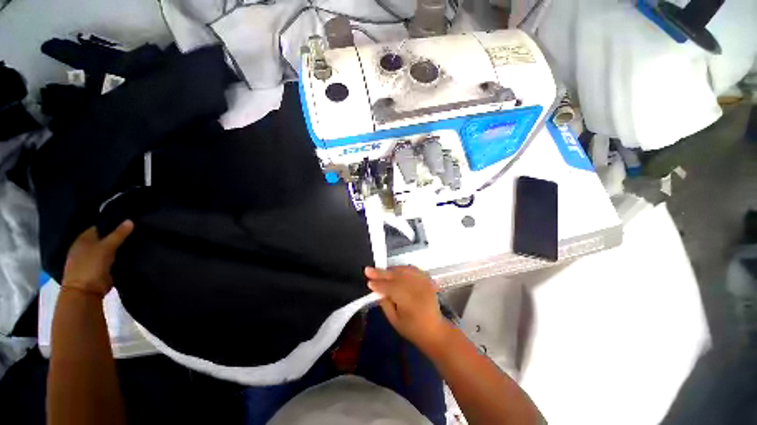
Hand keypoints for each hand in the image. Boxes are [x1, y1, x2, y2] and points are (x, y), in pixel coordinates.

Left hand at [62, 221, 133, 297]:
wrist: (85, 291)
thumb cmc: (90, 265)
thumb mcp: (106, 247)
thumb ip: (118, 234)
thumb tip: (130, 220)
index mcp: (83, 238)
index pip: (100, 226)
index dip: (113, 222)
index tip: (129, 219)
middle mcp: (86, 246)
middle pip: (105, 237)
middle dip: (117, 234)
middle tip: (136, 229)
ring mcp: (93, 258)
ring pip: (109, 248)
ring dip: (119, 245)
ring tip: (137, 239)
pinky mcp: (100, 268)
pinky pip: (112, 257)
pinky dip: (120, 255)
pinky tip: (131, 252)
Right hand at [365, 266, 450, 352]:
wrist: (435, 330)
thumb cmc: (412, 329)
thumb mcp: (394, 320)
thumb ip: (385, 303)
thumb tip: (378, 289)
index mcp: (407, 300)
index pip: (389, 287)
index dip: (378, 283)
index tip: (368, 280)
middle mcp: (416, 287)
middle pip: (395, 276)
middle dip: (381, 272)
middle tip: (368, 269)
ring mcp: (423, 282)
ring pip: (403, 270)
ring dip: (391, 270)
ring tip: (382, 271)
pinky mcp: (427, 280)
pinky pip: (413, 270)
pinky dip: (403, 269)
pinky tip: (396, 271)